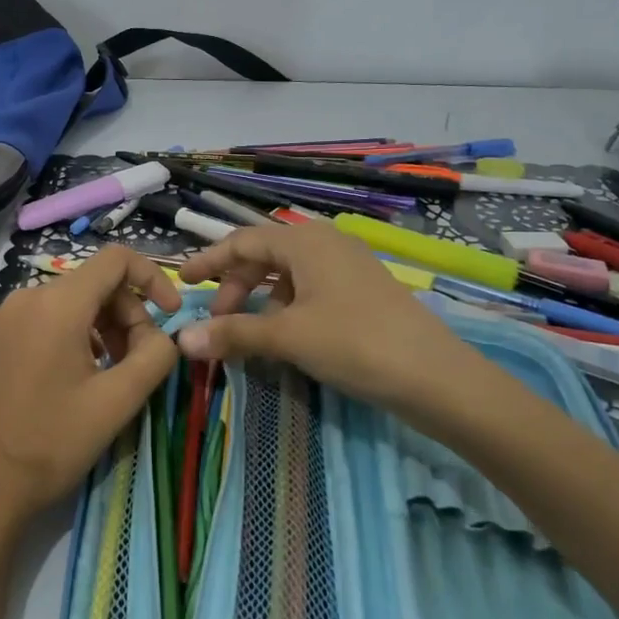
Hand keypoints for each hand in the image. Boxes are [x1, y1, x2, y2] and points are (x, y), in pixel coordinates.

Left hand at [0, 248, 181, 555]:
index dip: (152, 278)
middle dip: (125, 313)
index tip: (170, 315)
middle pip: (90, 283)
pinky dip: (66, 336)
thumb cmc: (51, 443)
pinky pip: (37, 321)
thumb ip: (155, 356)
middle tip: (139, 360)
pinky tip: (68, 380)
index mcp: (56, 304)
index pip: (115, 259)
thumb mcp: (118, 402)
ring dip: (98, 327)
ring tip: (107, 374)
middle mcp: (23, 298)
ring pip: (64, 304)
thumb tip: (164, 335)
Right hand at [174, 223, 480, 420]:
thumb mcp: (289, 337)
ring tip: (249, 333)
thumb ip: (234, 334)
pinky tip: (286, 335)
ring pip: (288, 274)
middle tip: (218, 321)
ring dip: (261, 299)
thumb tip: (182, 340)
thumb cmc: (355, 343)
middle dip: (236, 286)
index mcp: (305, 241)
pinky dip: (288, 307)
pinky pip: (311, 289)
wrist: (436, 376)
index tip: (183, 280)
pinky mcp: (363, 291)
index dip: (209, 261)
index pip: (242, 241)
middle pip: (265, 256)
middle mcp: (326, 243)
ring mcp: (348, 266)